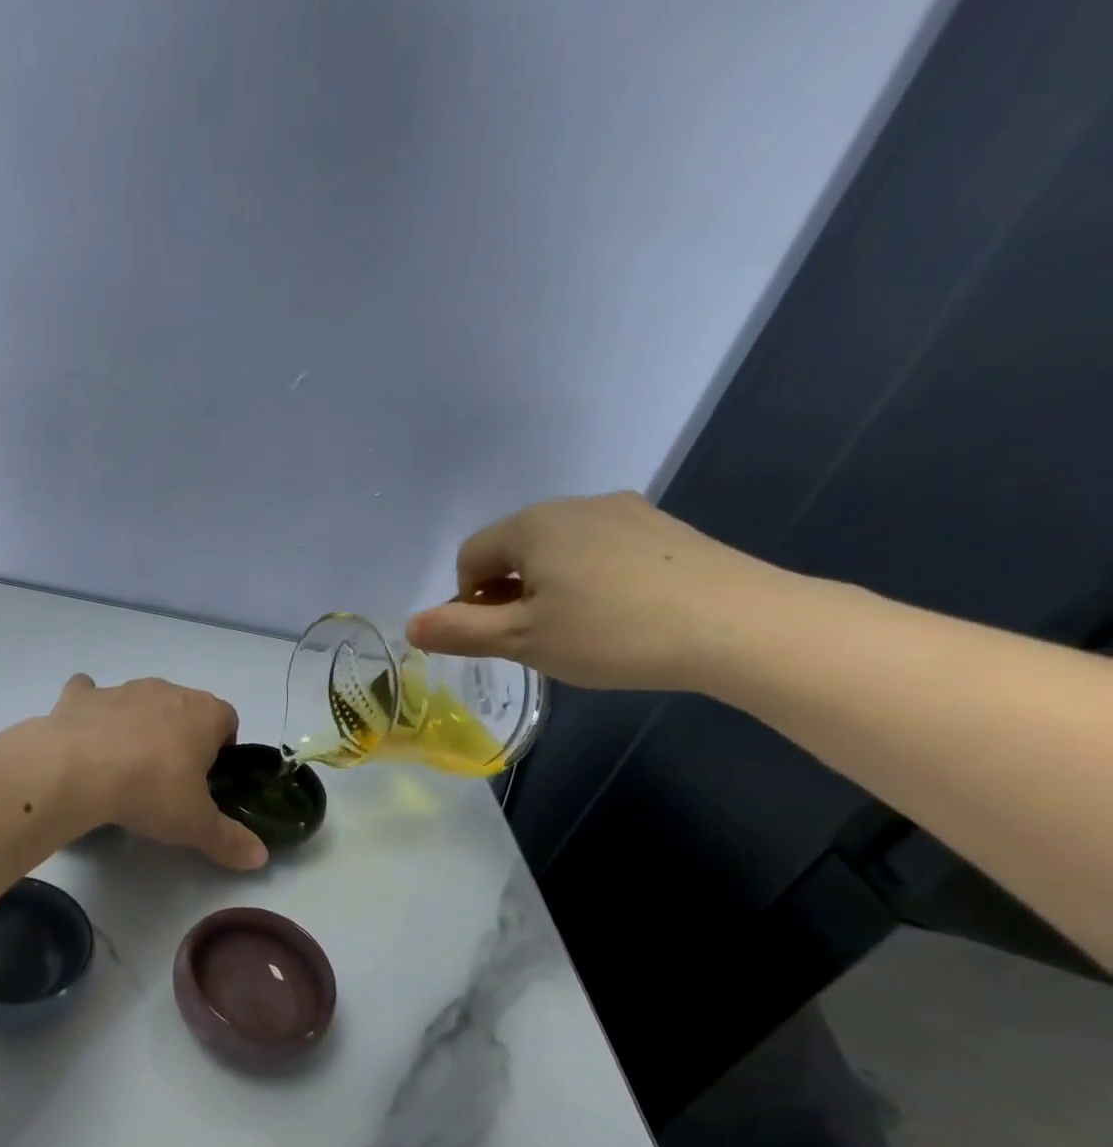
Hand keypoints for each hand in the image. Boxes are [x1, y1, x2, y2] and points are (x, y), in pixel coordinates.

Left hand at [47, 674, 267, 870]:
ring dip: (138, 724)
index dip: (222, 748)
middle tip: (168, 778)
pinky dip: (90, 710)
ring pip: (140, 701)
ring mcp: (122, 689)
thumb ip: (229, 839)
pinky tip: (84, 735)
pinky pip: (89, 693)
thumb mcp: (195, 824)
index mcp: (204, 714)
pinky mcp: (82, 696)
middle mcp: (167, 691)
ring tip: (125, 765)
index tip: (208, 779)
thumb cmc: (150, 790)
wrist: (77, 769)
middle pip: (185, 708)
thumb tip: (261, 858)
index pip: (228, 720)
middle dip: (181, 736)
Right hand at [405, 492, 797, 691]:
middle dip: (509, 592)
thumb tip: (409, 626)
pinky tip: (621, 614)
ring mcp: (625, 512)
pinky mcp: (665, 529)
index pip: (471, 557)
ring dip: (550, 586)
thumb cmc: (610, 633)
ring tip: (579, 629)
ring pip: (560, 549)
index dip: (468, 601)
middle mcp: (574, 506)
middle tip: (534, 638)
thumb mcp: (523, 641)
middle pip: (515, 548)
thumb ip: (459, 632)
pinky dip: (593, 579)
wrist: (737, 625)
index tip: (497, 637)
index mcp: (531, 526)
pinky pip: (603, 550)